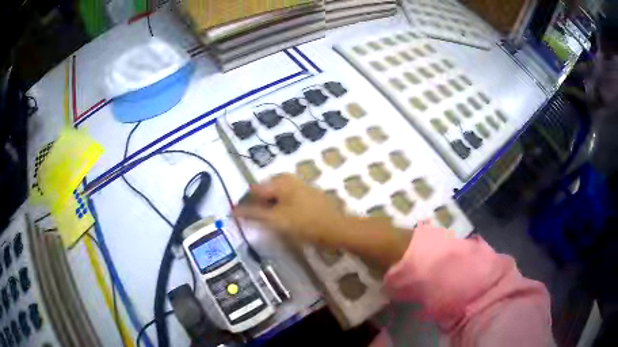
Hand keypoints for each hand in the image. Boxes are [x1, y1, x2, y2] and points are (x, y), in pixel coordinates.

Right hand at [234, 174, 349, 247]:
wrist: (337, 229)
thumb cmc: (305, 223)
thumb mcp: (275, 220)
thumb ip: (253, 214)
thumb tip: (233, 211)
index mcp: (280, 181)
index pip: (254, 191)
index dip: (245, 205)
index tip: (241, 220)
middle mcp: (289, 180)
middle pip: (265, 193)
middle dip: (258, 207)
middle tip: (257, 224)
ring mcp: (300, 188)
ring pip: (276, 198)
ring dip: (269, 210)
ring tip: (269, 225)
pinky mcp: (307, 197)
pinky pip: (287, 202)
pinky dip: (281, 210)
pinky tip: (284, 223)